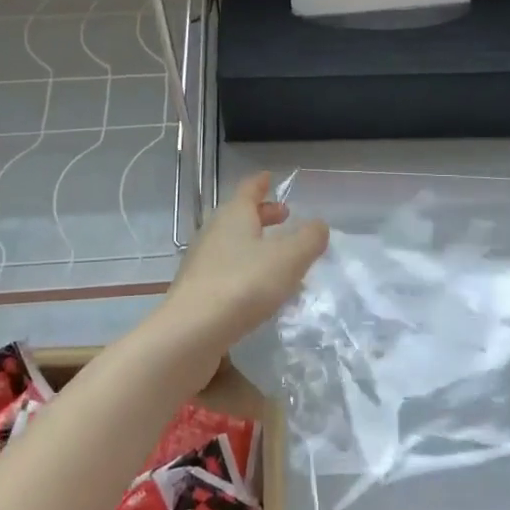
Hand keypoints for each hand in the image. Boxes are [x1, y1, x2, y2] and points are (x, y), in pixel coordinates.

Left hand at [153, 171, 329, 367]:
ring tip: (279, 256)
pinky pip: (227, 269)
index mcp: (234, 215)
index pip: (249, 190)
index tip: (269, 177)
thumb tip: (318, 225)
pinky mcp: (198, 289)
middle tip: (284, 217)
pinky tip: (259, 289)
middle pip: (240, 216)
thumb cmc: (244, 284)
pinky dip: (246, 269)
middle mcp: (214, 232)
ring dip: (255, 245)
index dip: (261, 183)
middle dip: (263, 215)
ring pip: (234, 243)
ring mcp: (202, 261)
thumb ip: (309, 239)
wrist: (192, 331)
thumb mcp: (289, 259)